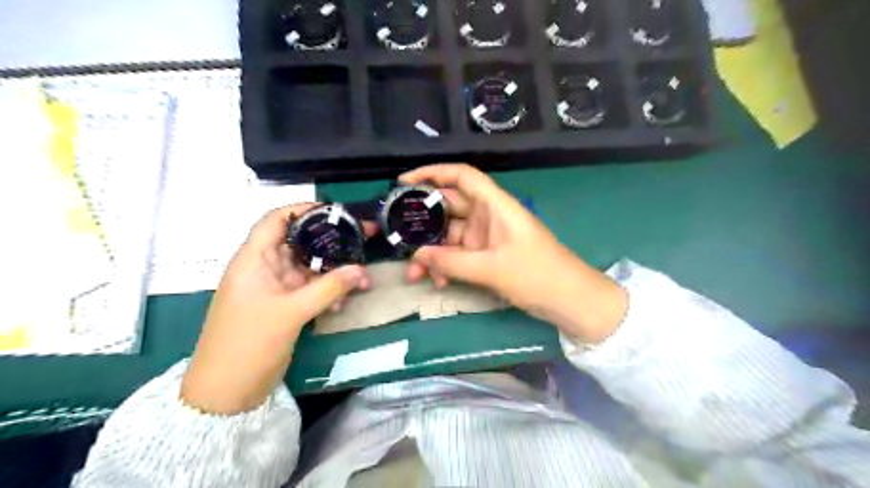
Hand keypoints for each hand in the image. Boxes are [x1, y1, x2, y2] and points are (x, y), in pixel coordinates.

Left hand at [180, 205, 370, 413]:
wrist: (227, 392)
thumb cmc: (248, 344)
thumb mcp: (290, 313)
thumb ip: (328, 288)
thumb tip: (361, 269)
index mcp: (254, 260)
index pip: (275, 221)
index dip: (302, 210)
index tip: (335, 211)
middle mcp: (265, 269)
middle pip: (299, 243)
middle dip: (330, 241)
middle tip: (362, 238)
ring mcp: (276, 289)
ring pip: (309, 268)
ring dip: (334, 271)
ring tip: (362, 277)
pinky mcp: (285, 306)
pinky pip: (311, 290)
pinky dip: (329, 291)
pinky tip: (346, 301)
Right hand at [400, 163, 625, 343]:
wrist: (568, 300)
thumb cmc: (537, 274)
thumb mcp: (491, 268)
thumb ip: (451, 262)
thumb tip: (416, 256)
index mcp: (495, 205)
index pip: (462, 176)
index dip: (433, 172)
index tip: (404, 182)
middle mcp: (488, 216)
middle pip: (449, 207)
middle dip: (424, 223)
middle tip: (398, 236)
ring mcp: (487, 237)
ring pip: (450, 236)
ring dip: (432, 253)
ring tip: (414, 273)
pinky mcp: (487, 256)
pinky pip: (458, 255)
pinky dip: (446, 265)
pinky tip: (437, 281)